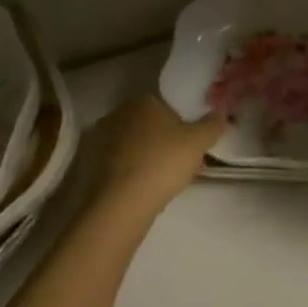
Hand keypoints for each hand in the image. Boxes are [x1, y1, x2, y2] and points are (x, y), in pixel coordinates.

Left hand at [82, 94, 224, 219]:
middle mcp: (118, 113)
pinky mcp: (86, 166)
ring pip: (130, 145)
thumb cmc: (162, 163)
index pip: (165, 106)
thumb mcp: (198, 143)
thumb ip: (212, 125)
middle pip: (146, 125)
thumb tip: (221, 113)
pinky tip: (138, 191)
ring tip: (158, 182)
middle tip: (176, 163)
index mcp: (144, 100)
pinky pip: (115, 165)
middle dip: (160, 140)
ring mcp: (98, 139)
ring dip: (142, 157)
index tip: (188, 145)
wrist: (118, 205)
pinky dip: (126, 173)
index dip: (179, 125)